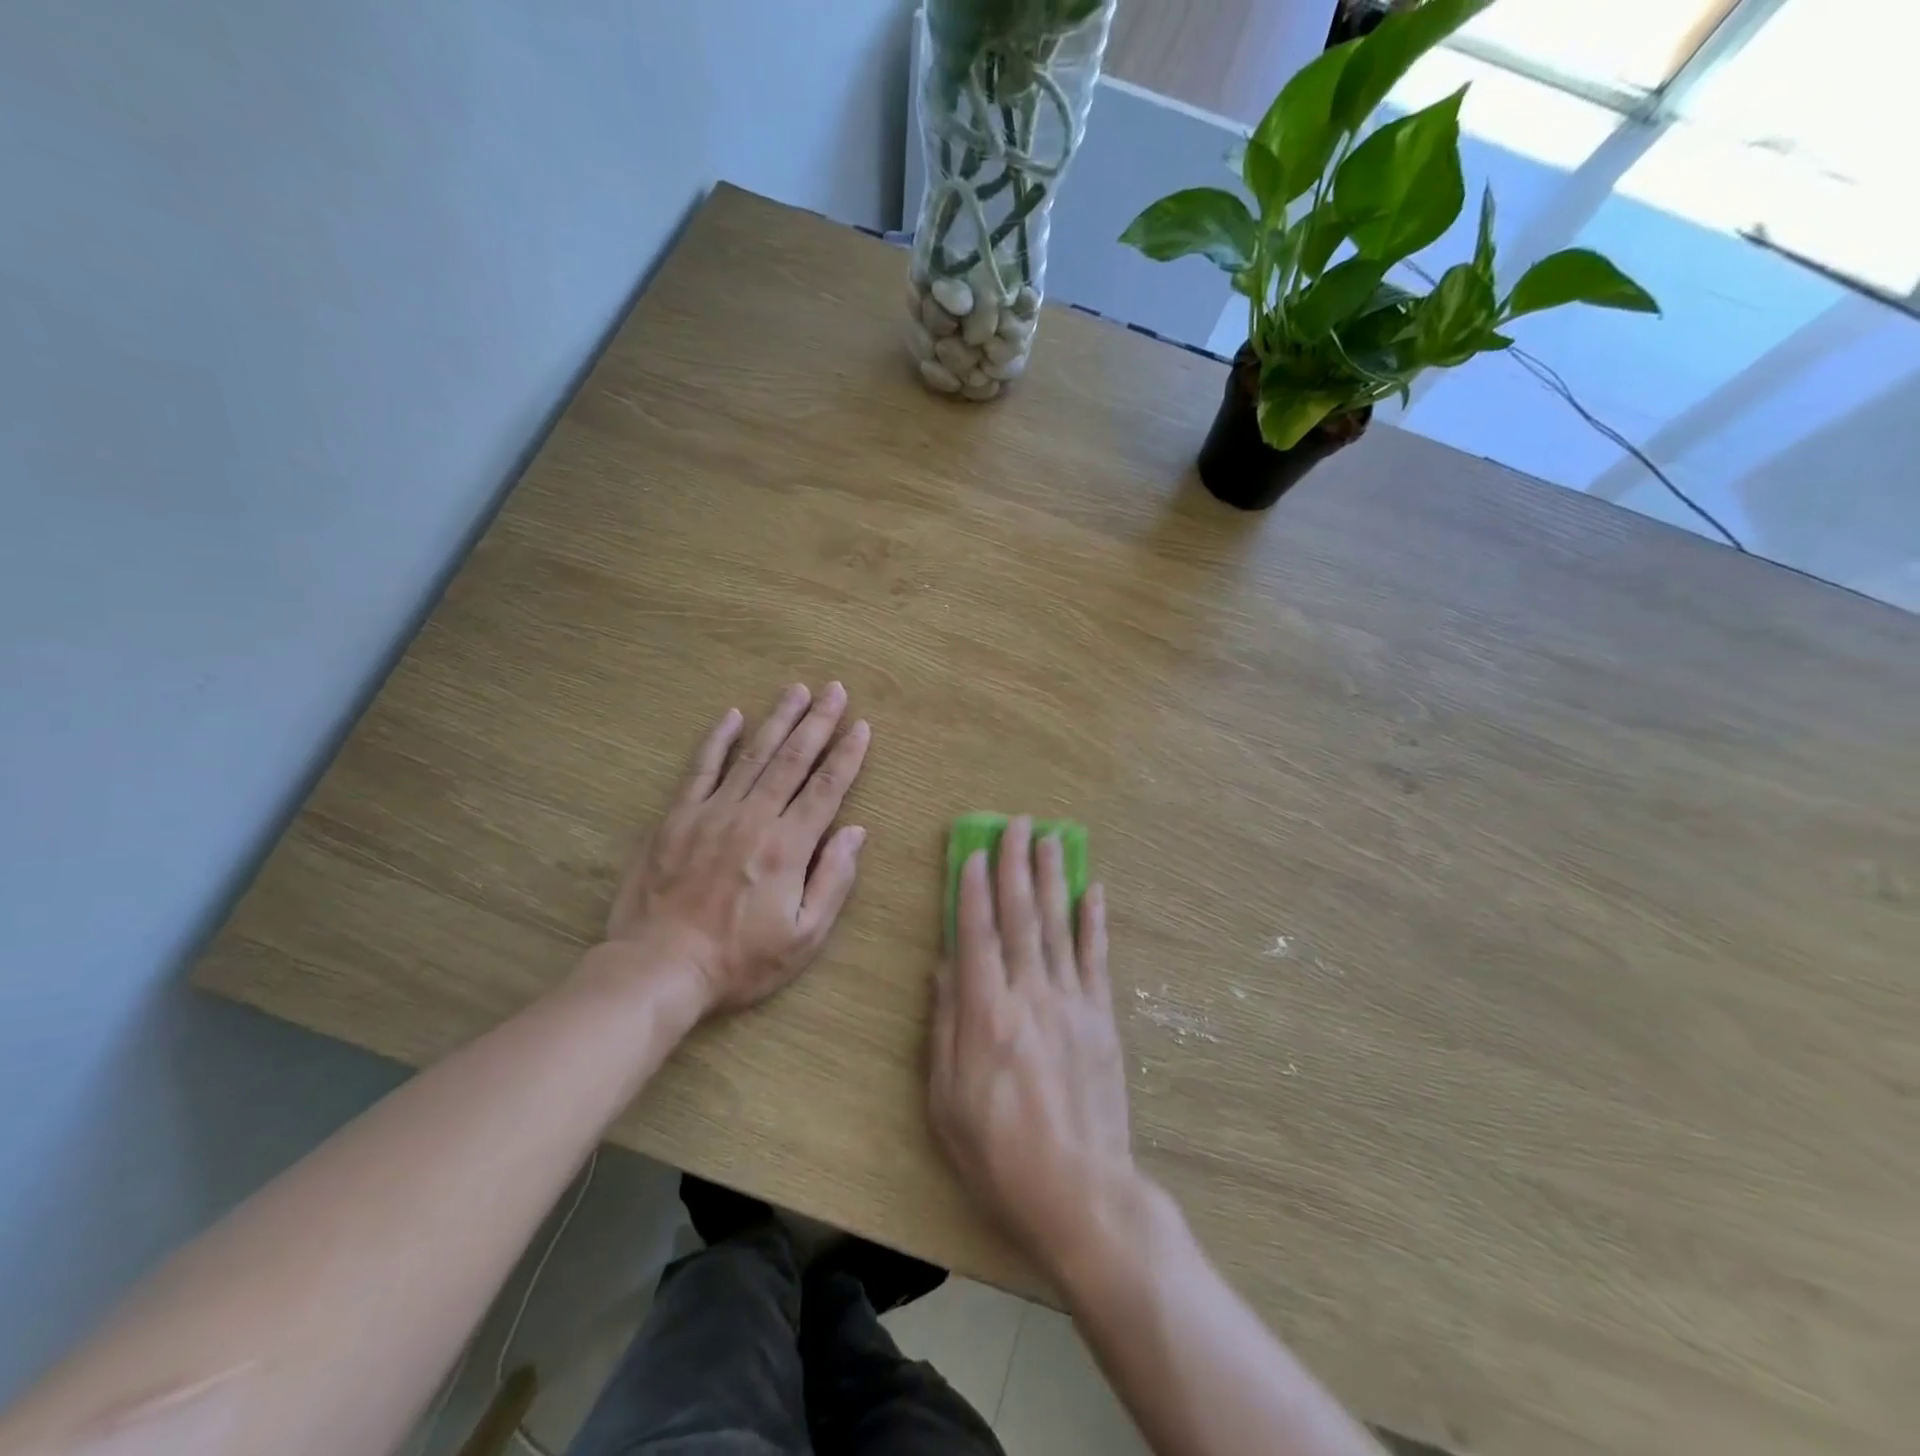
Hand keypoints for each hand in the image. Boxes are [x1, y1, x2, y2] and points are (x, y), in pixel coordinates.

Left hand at [598, 682, 870, 1017]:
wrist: (660, 967)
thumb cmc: (739, 960)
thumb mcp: (803, 937)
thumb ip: (833, 880)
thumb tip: (855, 832)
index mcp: (788, 846)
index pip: (826, 789)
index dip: (847, 755)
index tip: (862, 726)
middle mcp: (753, 818)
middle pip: (793, 760)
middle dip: (818, 722)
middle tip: (835, 689)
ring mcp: (712, 813)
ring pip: (753, 755)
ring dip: (778, 720)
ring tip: (797, 690)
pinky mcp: (677, 817)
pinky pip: (700, 769)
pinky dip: (717, 740)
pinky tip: (732, 716)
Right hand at [929, 817, 1143, 1281]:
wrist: (1080, 1191)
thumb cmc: (999, 1152)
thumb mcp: (946, 1100)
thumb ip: (944, 1026)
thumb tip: (944, 968)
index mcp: (985, 1014)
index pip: (977, 934)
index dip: (972, 890)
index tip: (973, 852)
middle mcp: (1030, 994)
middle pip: (1020, 917)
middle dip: (1015, 866)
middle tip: (1016, 824)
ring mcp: (1071, 1002)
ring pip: (1058, 925)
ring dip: (1052, 878)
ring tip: (1050, 839)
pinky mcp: (1101, 1017)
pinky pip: (1096, 957)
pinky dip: (1093, 921)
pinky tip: (1092, 890)